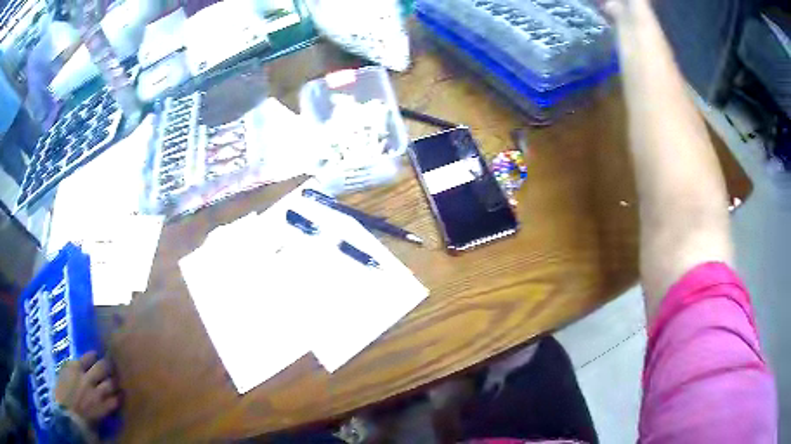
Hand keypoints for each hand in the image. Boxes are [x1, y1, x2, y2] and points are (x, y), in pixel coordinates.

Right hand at [54, 352, 119, 423]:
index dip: (94, 356)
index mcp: (74, 368)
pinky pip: (115, 400)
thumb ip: (71, 369)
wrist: (68, 416)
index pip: (89, 356)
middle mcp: (87, 378)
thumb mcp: (62, 375)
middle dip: (108, 366)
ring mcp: (96, 394)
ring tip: (115, 381)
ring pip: (111, 383)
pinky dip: (118, 397)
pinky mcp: (103, 408)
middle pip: (103, 367)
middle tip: (110, 367)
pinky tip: (119, 396)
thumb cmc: (61, 396)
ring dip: (114, 382)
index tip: (97, 356)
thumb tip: (79, 365)